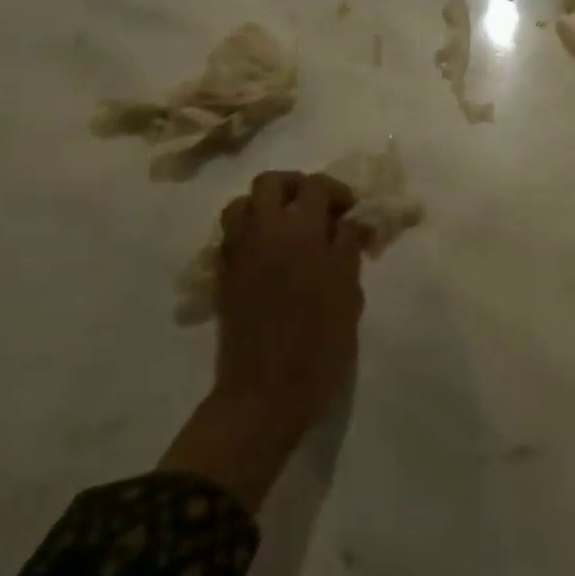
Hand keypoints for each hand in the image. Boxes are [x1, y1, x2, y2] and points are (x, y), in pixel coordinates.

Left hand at [214, 170, 366, 438]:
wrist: (264, 392)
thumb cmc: (319, 343)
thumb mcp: (347, 292)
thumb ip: (347, 247)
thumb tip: (351, 221)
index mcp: (299, 230)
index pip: (316, 186)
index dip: (337, 192)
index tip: (351, 213)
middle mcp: (262, 230)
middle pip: (270, 182)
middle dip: (296, 187)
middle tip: (317, 210)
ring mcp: (237, 251)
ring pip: (243, 204)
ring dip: (267, 206)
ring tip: (289, 230)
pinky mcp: (223, 274)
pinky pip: (232, 234)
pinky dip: (250, 231)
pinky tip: (270, 256)